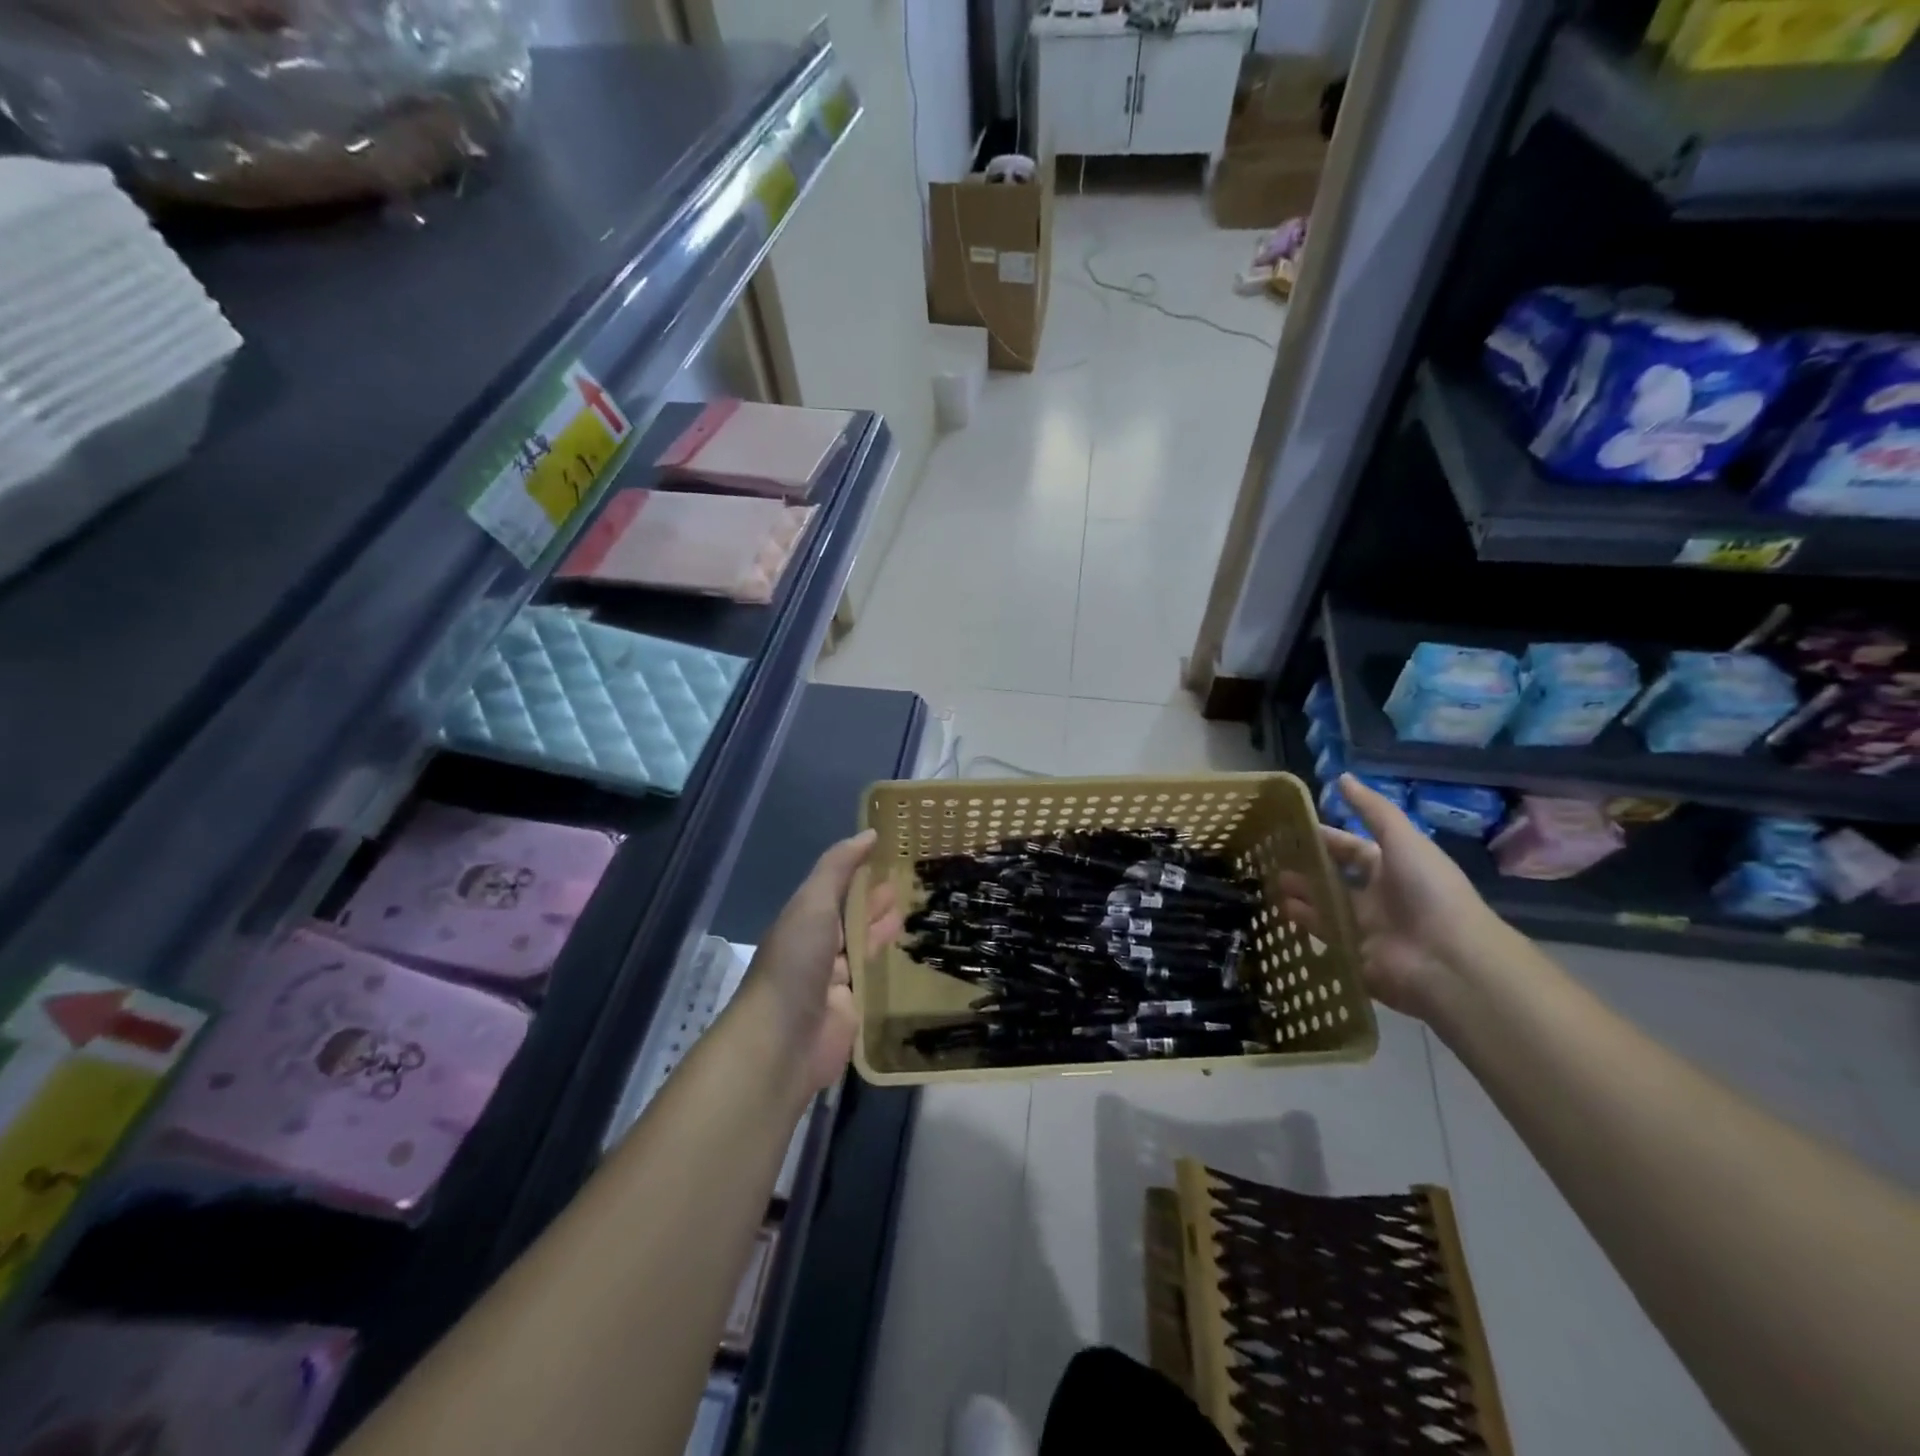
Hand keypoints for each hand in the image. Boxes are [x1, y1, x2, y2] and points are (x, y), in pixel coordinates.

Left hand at [742, 829, 901, 1093]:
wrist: (782, 1041)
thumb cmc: (796, 962)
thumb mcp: (814, 903)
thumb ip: (839, 868)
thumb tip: (869, 833)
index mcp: (803, 920)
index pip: (836, 887)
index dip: (860, 869)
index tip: (891, 851)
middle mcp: (817, 947)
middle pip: (851, 917)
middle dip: (875, 900)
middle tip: (911, 881)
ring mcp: (834, 982)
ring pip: (863, 948)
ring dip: (883, 930)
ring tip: (915, 910)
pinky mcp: (852, 1011)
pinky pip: (872, 982)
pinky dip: (888, 967)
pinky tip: (911, 954)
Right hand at [1279, 775, 1505, 1019]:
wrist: (1449, 960)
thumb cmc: (1428, 892)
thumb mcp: (1402, 840)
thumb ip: (1372, 810)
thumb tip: (1342, 777)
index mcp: (1393, 867)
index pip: (1352, 849)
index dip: (1325, 838)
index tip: (1290, 829)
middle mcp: (1379, 896)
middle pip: (1336, 878)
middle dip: (1307, 868)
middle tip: (1270, 857)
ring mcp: (1367, 927)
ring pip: (1326, 905)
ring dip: (1301, 893)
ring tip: (1269, 882)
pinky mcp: (1356, 954)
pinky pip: (1325, 935)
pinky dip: (1304, 922)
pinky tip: (1281, 909)